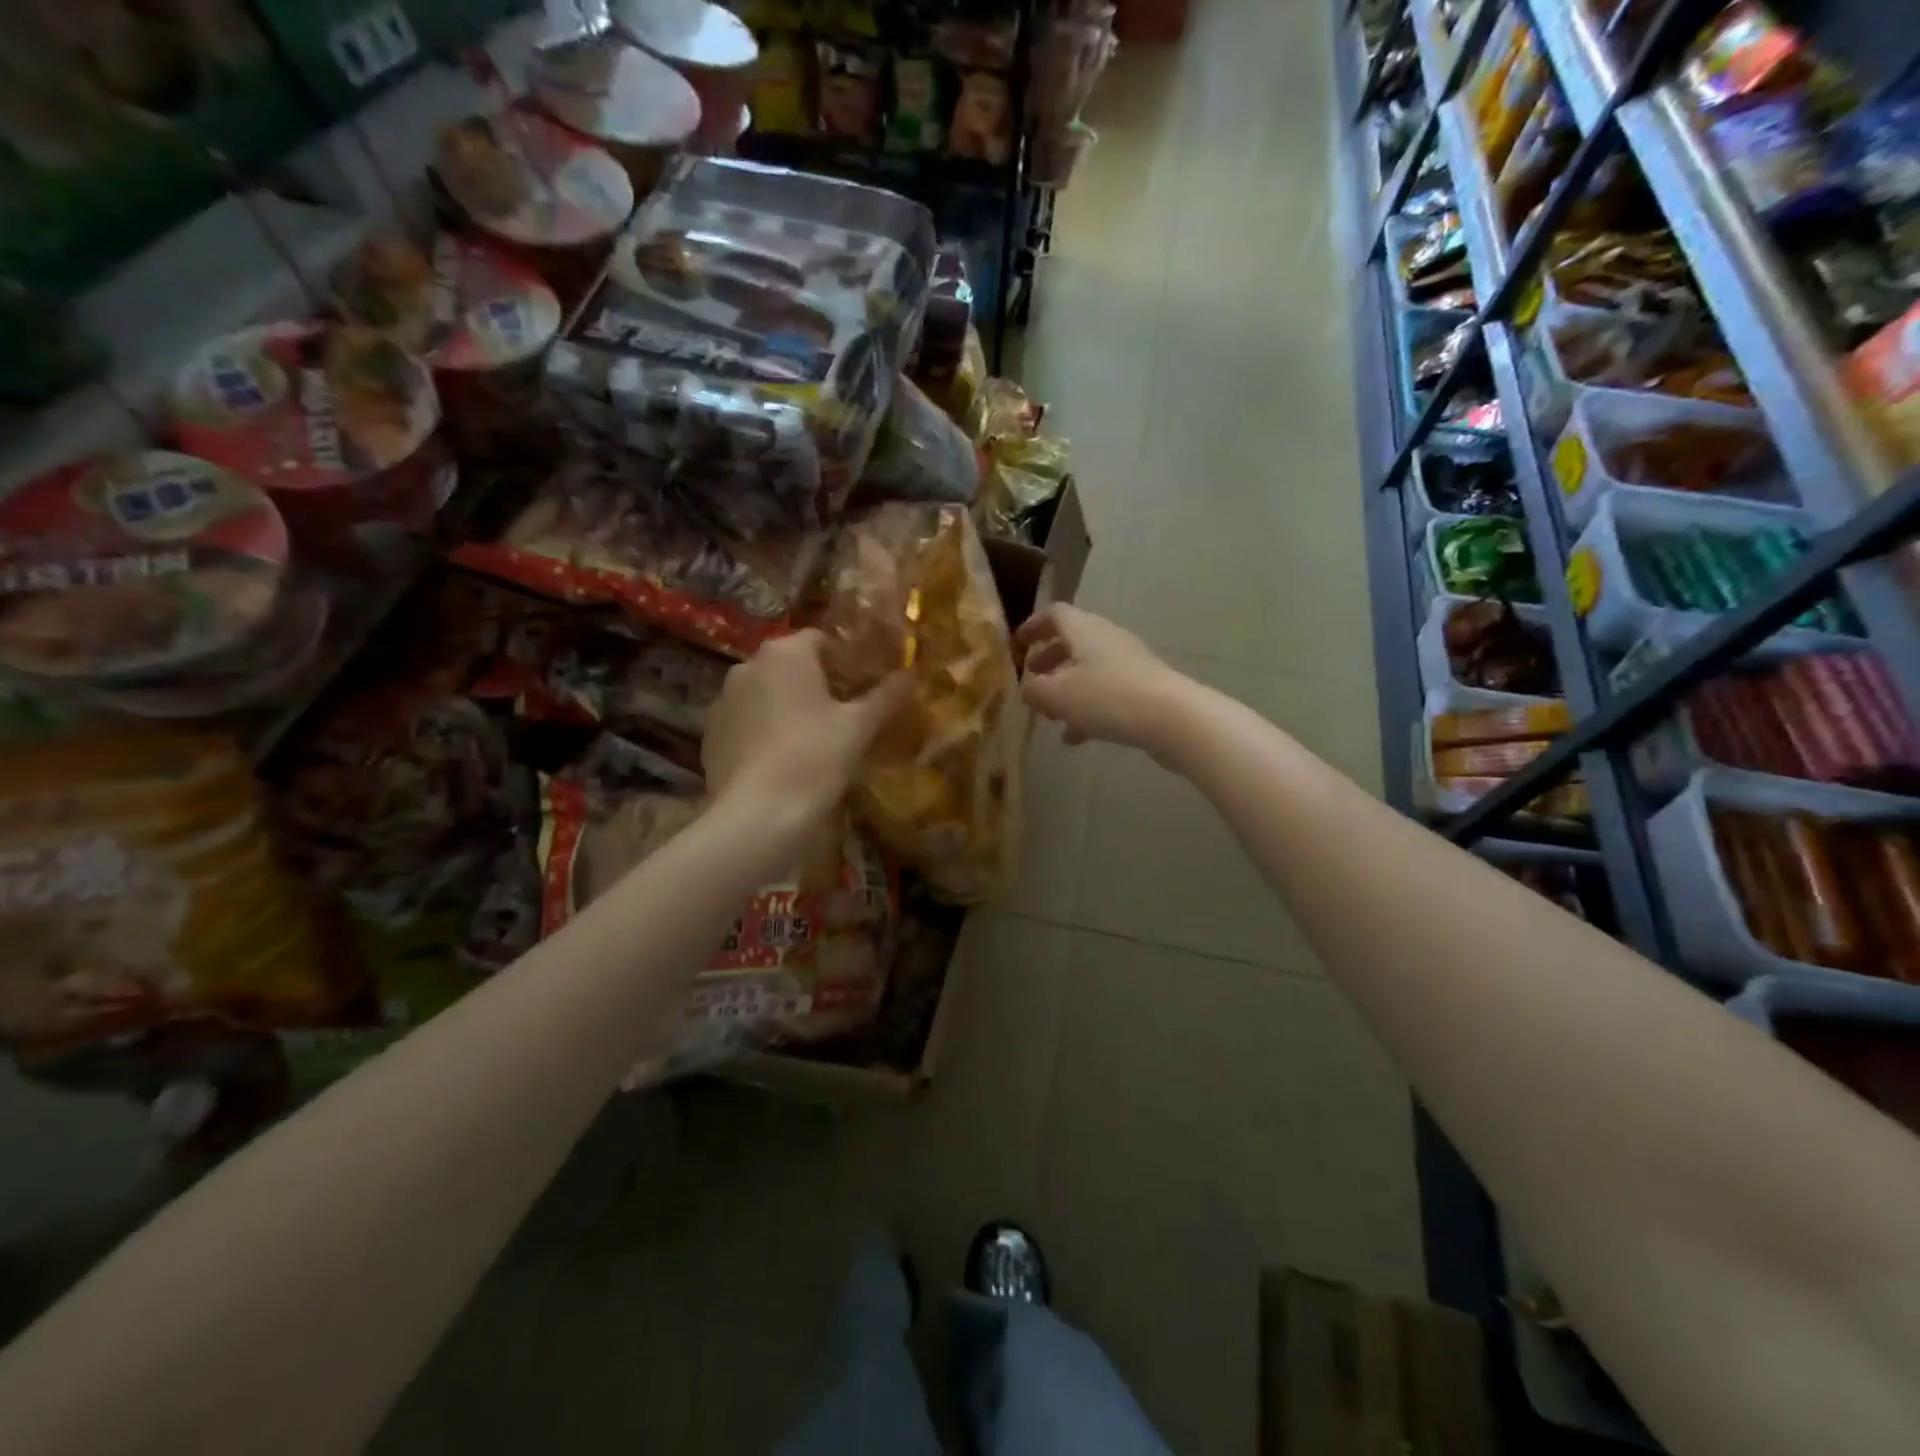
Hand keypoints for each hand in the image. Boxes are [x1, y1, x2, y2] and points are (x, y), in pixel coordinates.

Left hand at [703, 629, 908, 820]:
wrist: (758, 814)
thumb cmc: (815, 758)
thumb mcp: (859, 727)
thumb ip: (886, 696)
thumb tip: (912, 674)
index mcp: (785, 653)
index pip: (820, 640)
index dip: (845, 661)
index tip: (862, 689)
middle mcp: (747, 665)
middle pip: (790, 665)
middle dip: (816, 684)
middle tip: (842, 716)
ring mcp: (723, 699)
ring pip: (765, 693)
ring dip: (787, 706)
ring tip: (811, 740)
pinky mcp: (711, 733)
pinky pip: (746, 721)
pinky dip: (763, 731)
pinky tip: (781, 760)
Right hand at [1016, 605, 1191, 754]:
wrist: (1170, 717)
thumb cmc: (1105, 697)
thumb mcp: (1057, 696)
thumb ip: (1034, 690)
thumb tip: (1027, 688)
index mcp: (1083, 629)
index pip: (1055, 614)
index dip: (1034, 626)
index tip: (1019, 643)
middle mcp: (1106, 638)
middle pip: (1073, 641)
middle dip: (1049, 660)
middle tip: (1032, 679)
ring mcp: (1128, 662)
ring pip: (1089, 669)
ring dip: (1067, 687)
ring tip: (1050, 714)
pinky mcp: (1143, 686)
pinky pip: (1107, 691)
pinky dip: (1088, 707)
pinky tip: (1076, 737)